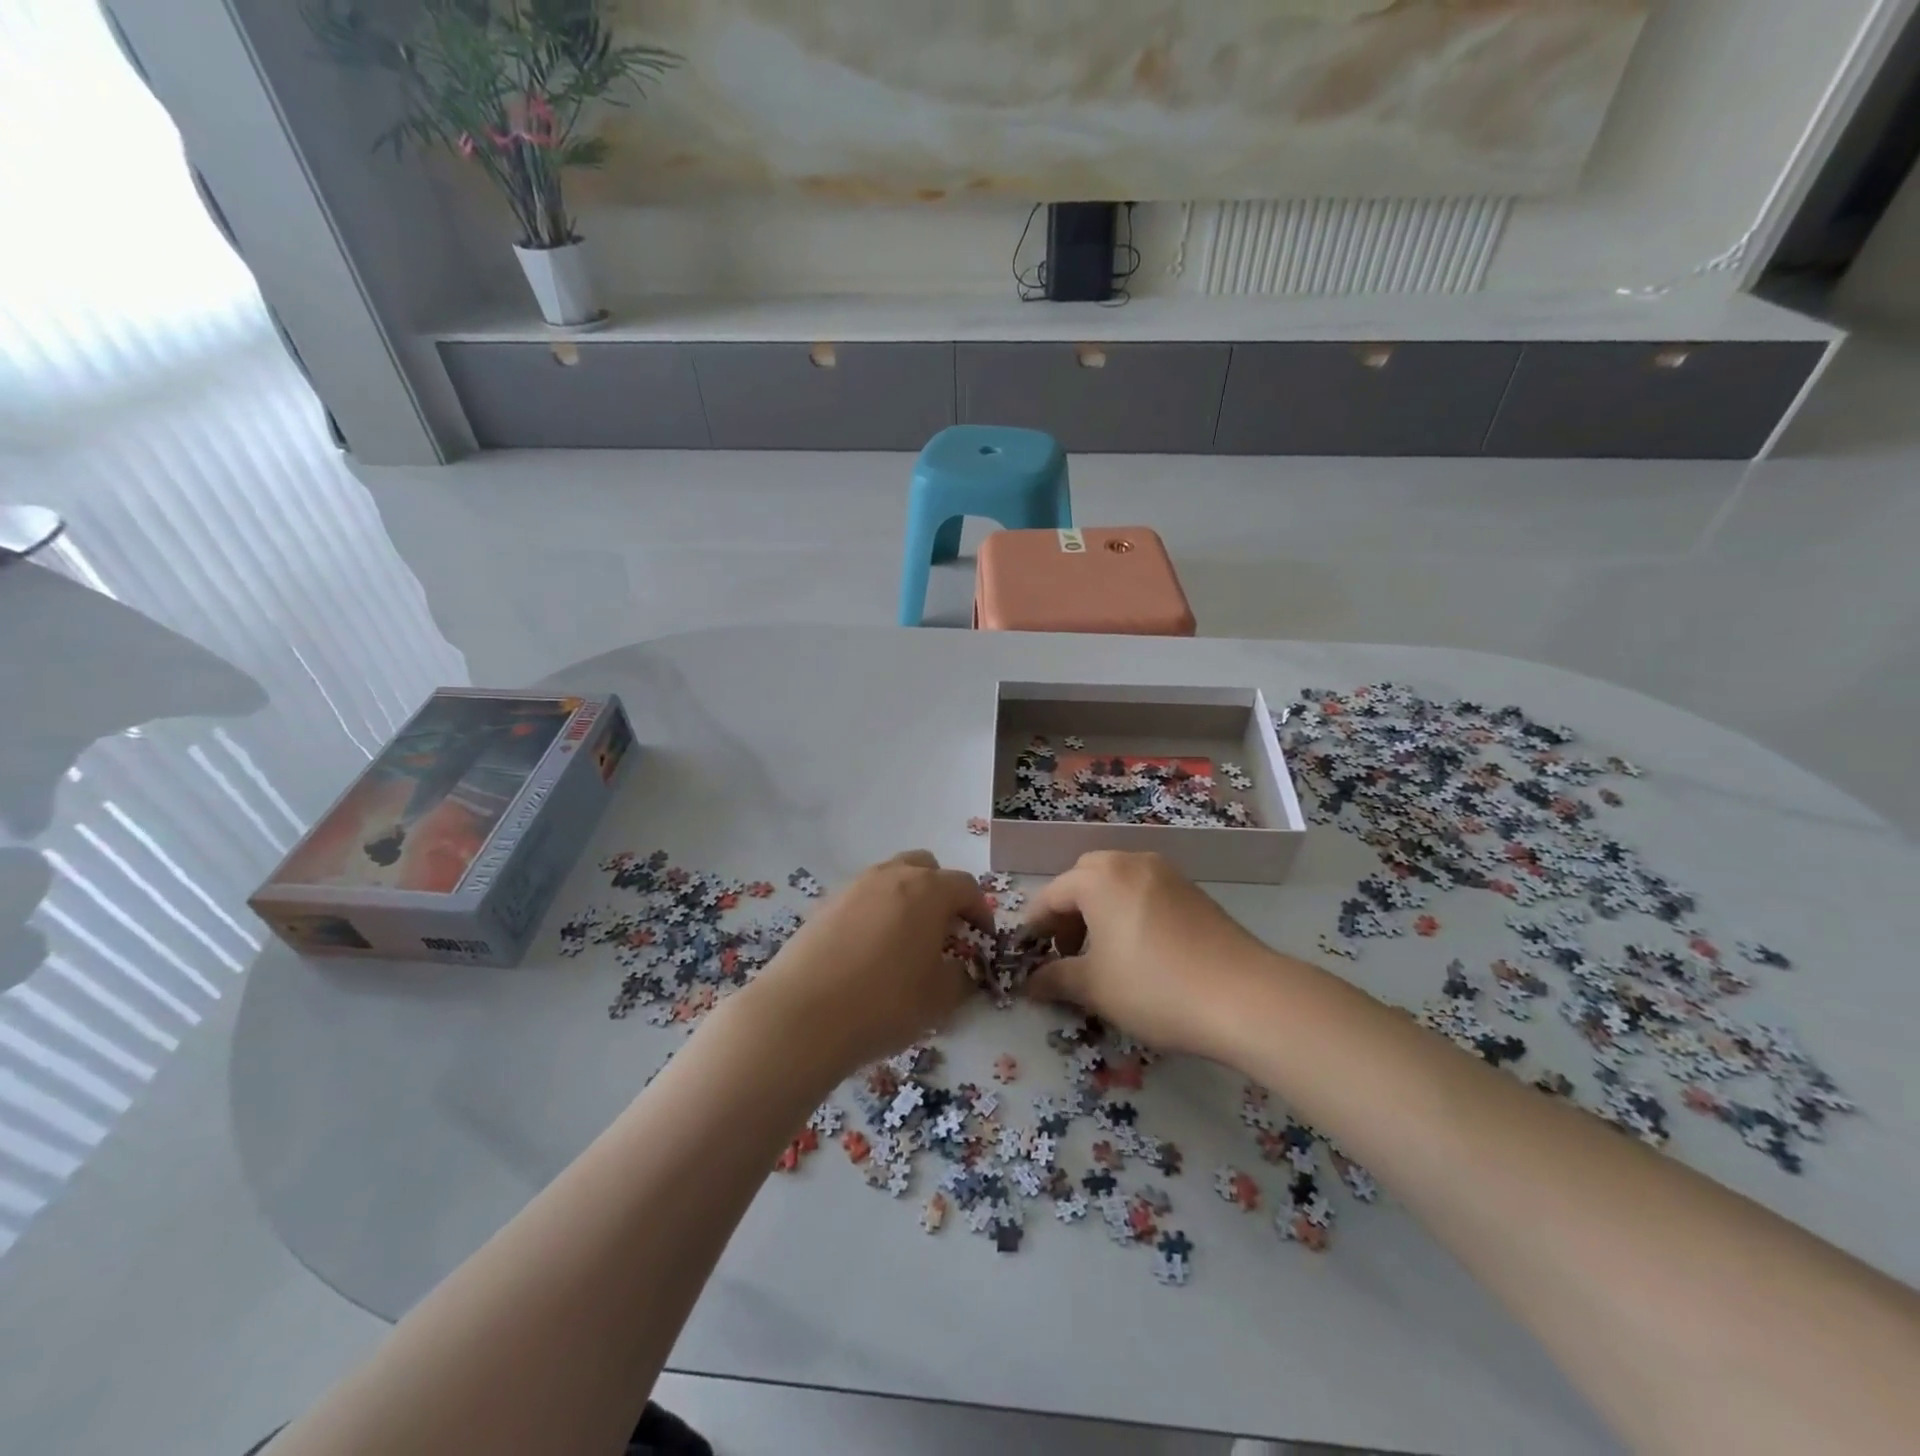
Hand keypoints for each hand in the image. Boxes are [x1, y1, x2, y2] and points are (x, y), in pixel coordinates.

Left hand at [739, 851, 991, 1075]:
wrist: (802, 1015)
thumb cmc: (884, 1003)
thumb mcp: (940, 999)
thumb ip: (962, 978)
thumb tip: (962, 969)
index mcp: (928, 890)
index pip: (966, 887)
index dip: (980, 912)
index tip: (982, 940)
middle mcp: (892, 876)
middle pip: (927, 868)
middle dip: (942, 893)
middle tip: (944, 931)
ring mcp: (855, 886)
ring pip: (892, 878)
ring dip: (907, 899)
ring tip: (906, 941)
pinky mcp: (825, 903)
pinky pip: (864, 897)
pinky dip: (877, 912)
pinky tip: (870, 950)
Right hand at [1022, 851, 1274, 1058]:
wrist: (1246, 997)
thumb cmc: (1155, 987)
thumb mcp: (1096, 988)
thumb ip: (1055, 979)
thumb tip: (1030, 982)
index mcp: (1099, 878)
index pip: (1051, 895)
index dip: (1035, 926)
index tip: (1028, 956)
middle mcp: (1131, 863)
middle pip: (1084, 878)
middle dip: (1068, 911)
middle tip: (1067, 950)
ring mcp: (1167, 873)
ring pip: (1117, 881)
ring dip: (1099, 909)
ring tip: (1103, 952)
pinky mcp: (1193, 891)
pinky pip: (1145, 891)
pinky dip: (1129, 910)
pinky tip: (1140, 949)